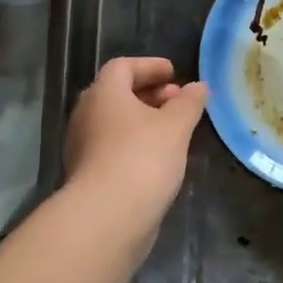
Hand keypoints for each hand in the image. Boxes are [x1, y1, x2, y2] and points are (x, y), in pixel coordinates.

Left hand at [65, 57, 208, 234]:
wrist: (107, 216)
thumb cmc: (142, 159)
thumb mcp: (175, 126)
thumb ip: (189, 103)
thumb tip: (199, 87)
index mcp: (104, 93)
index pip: (123, 67)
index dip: (150, 66)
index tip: (174, 73)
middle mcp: (86, 115)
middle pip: (117, 94)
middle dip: (150, 94)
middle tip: (178, 102)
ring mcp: (83, 146)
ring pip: (115, 123)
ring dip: (143, 121)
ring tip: (174, 131)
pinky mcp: (87, 174)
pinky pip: (113, 147)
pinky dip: (135, 144)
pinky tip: (159, 159)